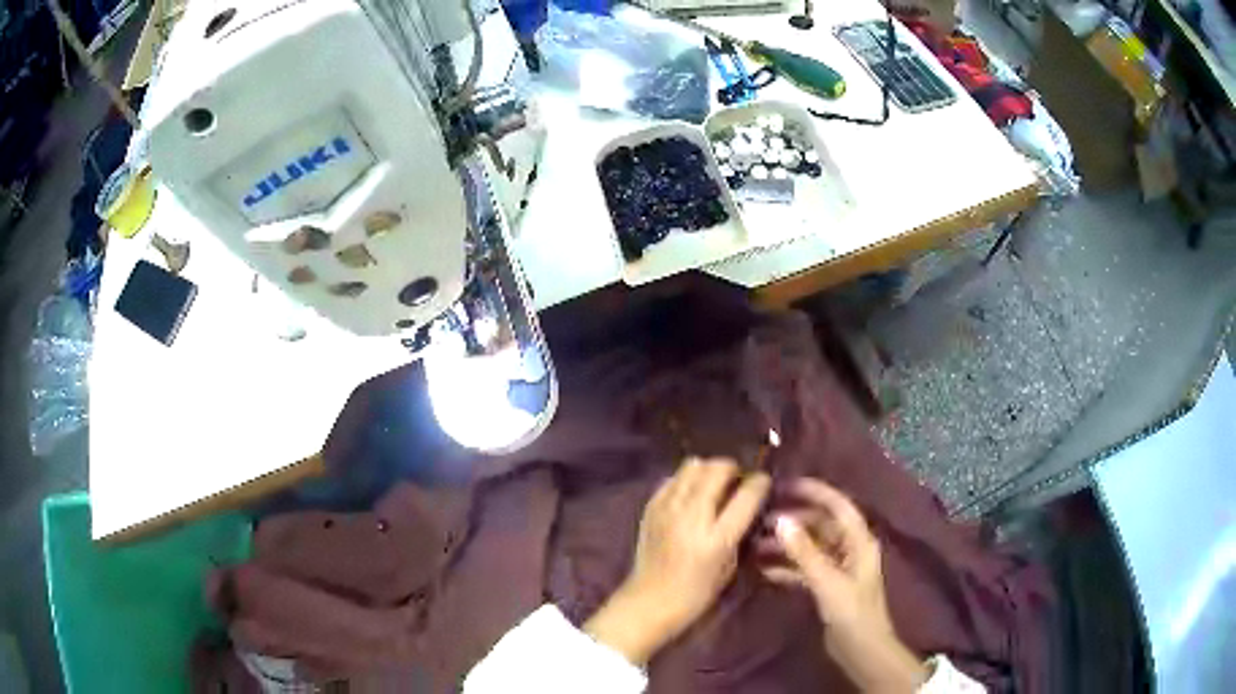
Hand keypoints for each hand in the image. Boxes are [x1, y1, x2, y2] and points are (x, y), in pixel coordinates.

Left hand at [584, 458, 770, 665]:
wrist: (649, 601)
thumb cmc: (696, 593)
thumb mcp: (729, 566)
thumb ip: (740, 532)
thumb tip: (751, 505)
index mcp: (716, 538)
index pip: (746, 496)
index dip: (760, 483)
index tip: (764, 481)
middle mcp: (691, 517)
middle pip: (717, 469)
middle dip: (733, 469)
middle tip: (737, 481)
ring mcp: (667, 509)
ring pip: (693, 466)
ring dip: (709, 470)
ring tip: (713, 485)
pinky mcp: (650, 507)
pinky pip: (673, 478)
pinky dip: (686, 480)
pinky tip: (690, 496)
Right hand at [761, 479, 927, 692]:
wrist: (861, 650)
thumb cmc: (851, 612)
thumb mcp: (827, 581)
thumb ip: (804, 551)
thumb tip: (781, 520)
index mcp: (859, 541)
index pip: (838, 506)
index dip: (815, 492)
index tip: (786, 484)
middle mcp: (850, 549)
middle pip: (821, 525)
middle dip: (794, 520)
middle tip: (761, 519)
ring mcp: (839, 568)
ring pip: (811, 547)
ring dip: (787, 545)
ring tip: (756, 544)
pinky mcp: (828, 586)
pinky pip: (805, 568)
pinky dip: (787, 567)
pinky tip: (764, 570)